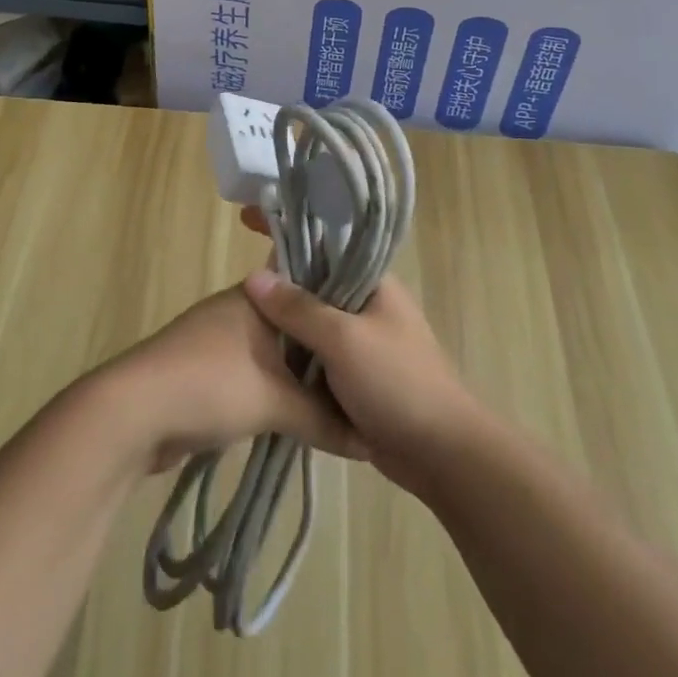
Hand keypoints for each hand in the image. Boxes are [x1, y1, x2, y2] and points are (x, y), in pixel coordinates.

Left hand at [106, 287, 363, 473]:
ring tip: (340, 398)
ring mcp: (218, 338)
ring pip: (272, 352)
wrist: (132, 413)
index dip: (340, 308)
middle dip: (323, 350)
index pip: (309, 288)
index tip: (373, 329)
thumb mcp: (276, 402)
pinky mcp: (204, 370)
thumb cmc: (210, 385)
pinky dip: (273, 390)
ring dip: (297, 375)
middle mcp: (239, 308)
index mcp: (257, 296)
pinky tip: (297, 413)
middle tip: (365, 374)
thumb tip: (370, 444)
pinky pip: (253, 373)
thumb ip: (324, 419)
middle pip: (294, 324)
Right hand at [237, 218, 480, 493]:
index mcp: (374, 284)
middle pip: (315, 285)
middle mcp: (369, 307)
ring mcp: (364, 343)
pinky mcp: (358, 378)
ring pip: (314, 324)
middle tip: (235, 283)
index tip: (248, 222)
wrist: (442, 455)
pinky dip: (296, 358)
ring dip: (286, 326)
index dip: (288, 233)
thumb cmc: (397, 383)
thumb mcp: (344, 340)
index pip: (324, 245)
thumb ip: (299, 309)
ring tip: (240, 319)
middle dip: (280, 284)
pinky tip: (265, 361)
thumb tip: (253, 276)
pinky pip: (318, 358)